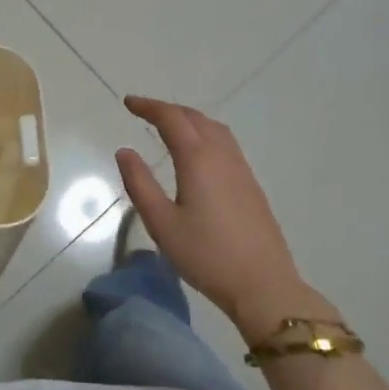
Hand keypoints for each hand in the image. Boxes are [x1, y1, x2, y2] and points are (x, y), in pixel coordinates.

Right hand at [116, 96, 338, 342]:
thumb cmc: (206, 255)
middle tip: (144, 111)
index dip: (149, 107)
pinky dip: (206, 133)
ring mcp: (241, 169)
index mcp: (198, 159)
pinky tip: (199, 152)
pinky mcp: (251, 185)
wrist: (263, 286)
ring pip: (215, 129)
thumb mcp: (162, 224)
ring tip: (170, 126)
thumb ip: (140, 184)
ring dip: (190, 119)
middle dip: (168, 110)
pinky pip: (226, 143)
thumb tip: (125, 151)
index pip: (171, 119)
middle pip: (195, 118)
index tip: (128, 103)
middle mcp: (222, 156)